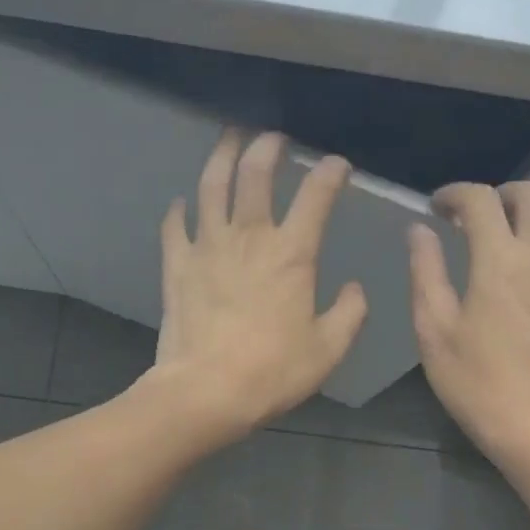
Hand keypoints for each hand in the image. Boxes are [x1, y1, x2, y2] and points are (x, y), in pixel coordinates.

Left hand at [147, 130, 367, 441]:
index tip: (337, 165)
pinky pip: (175, 226)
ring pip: (211, 186)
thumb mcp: (328, 349)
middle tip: (274, 138)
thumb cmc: (272, 371)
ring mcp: (207, 247)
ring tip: (229, 139)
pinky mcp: (177, 266)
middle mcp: (249, 237)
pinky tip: (182, 203)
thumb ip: (349, 313)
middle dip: (267, 147)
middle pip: (255, 174)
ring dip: (221, 157)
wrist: (206, 391)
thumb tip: (354, 289)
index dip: (329, 173)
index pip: (316, 197)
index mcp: (292, 254)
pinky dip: (179, 210)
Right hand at [409, 181, 529, 454]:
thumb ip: (426, 271)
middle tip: (473, 218)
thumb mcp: (433, 328)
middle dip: (499, 194)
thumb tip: (420, 230)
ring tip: (513, 234)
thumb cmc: (472, 380)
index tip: (436, 208)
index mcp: (498, 263)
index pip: (481, 201)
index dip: (455, 194)